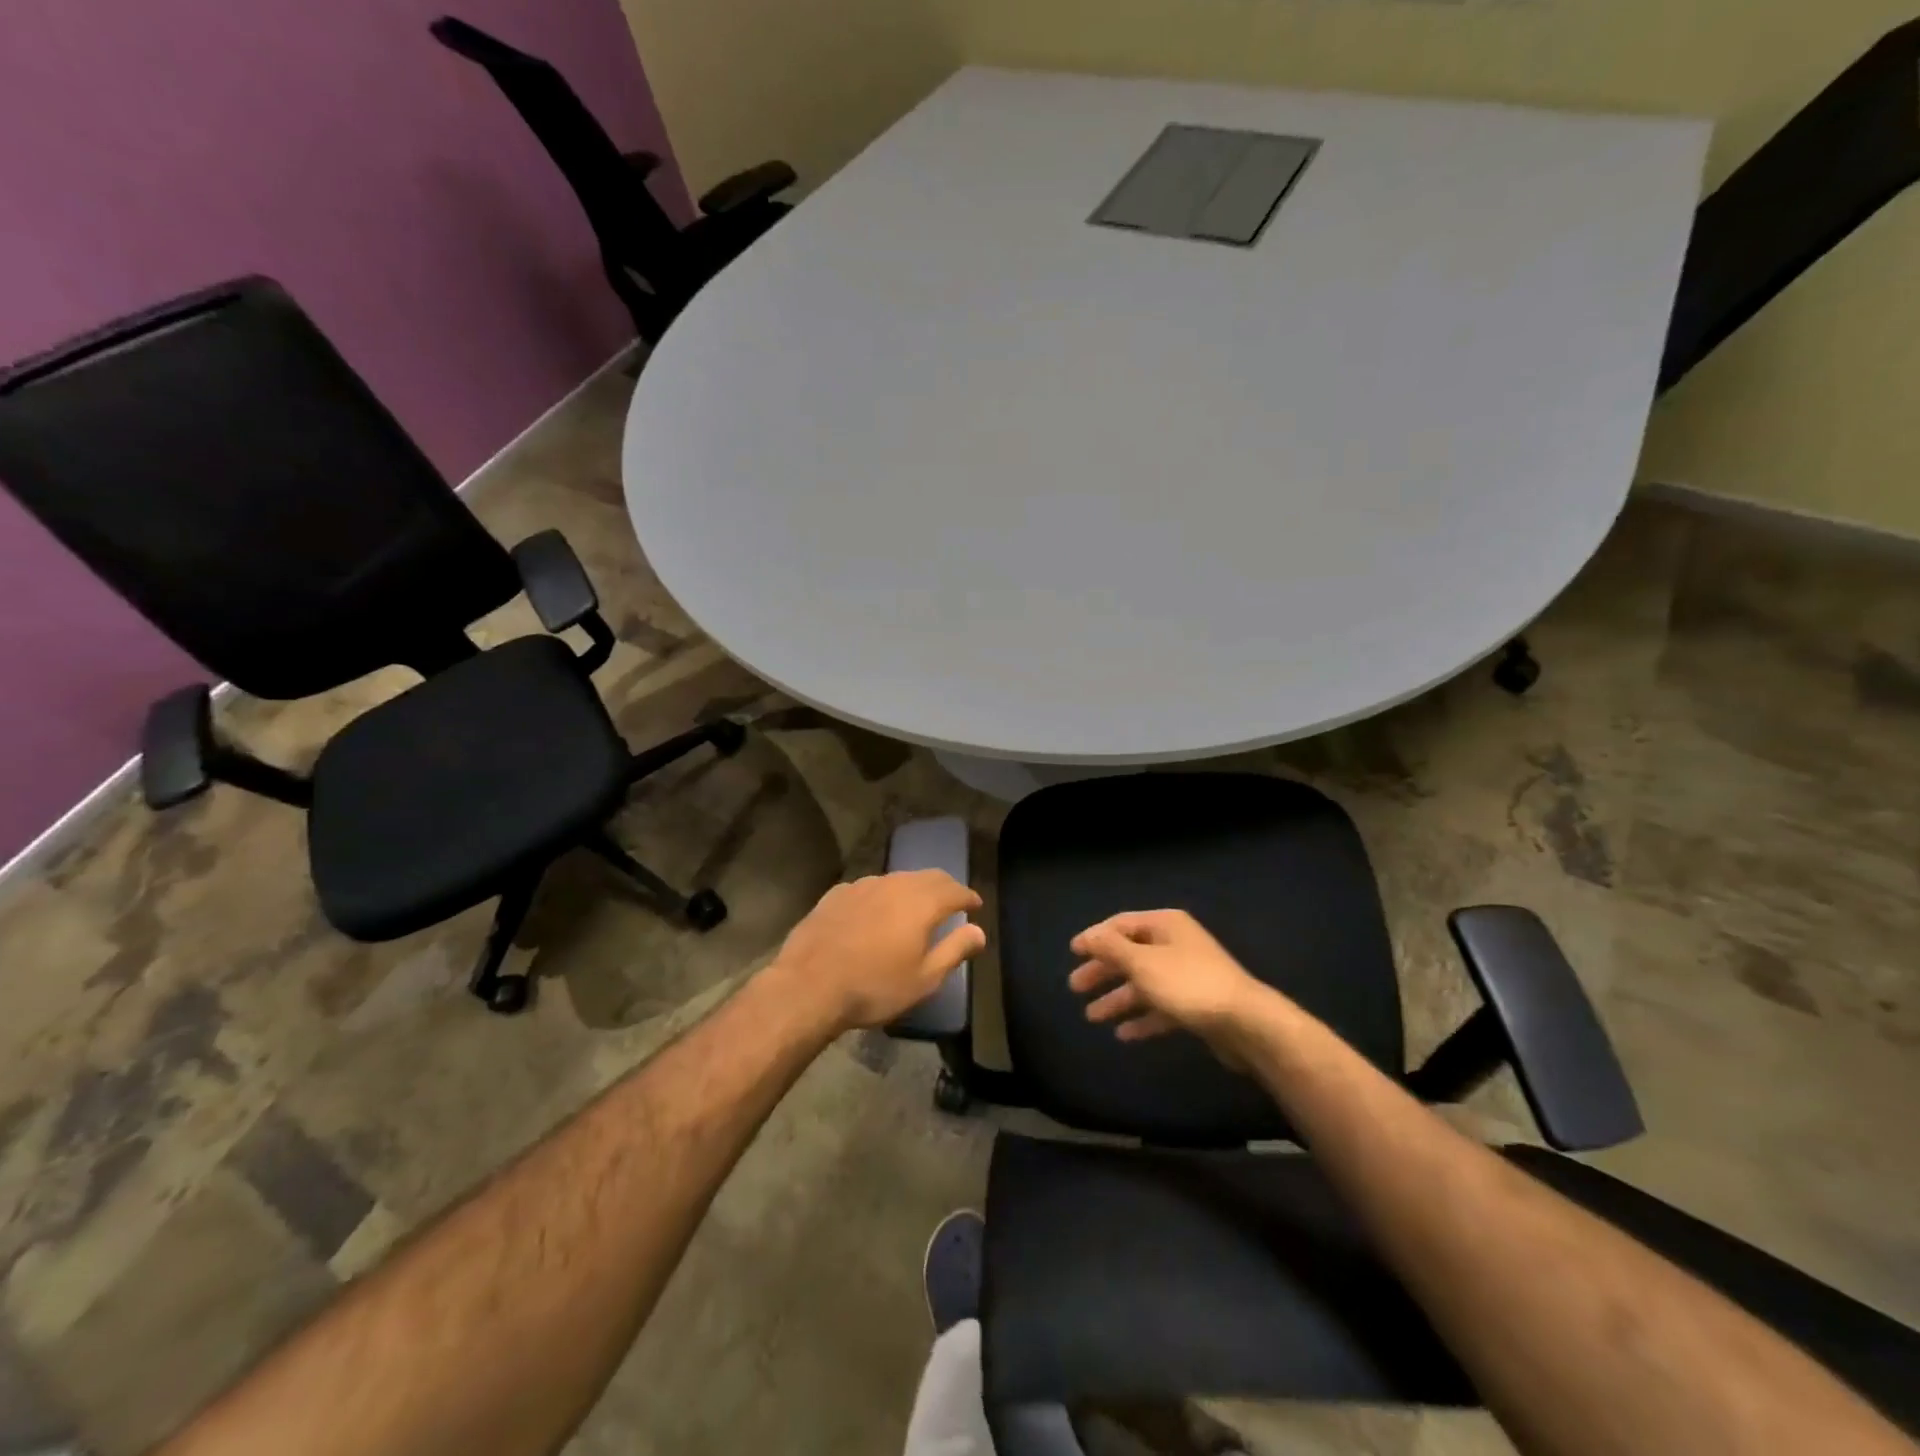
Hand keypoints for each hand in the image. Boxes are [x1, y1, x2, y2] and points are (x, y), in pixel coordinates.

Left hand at [771, 870, 985, 1032]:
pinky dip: (882, 896)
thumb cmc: (874, 987)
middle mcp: (895, 884)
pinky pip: (869, 888)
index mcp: (921, 903)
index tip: (975, 906)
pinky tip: (875, 912)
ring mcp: (862, 885)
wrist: (809, 985)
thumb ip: (955, 950)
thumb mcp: (924, 979)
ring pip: (897, 879)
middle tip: (952, 901)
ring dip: (912, 889)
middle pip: (928, 877)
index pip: (954, 890)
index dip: (968, 897)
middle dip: (944, 887)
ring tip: (914, 907)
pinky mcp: (837, 894)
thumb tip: (979, 932)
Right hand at [1069, 910, 1270, 1056]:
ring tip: (1092, 1016)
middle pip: (1130, 954)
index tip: (1072, 953)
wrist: (1246, 1023)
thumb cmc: (1188, 984)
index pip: (1121, 924)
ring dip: (1118, 998)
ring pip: (1144, 983)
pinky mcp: (1196, 1005)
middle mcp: (1176, 945)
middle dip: (1103, 971)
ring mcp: (1187, 975)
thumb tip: (1088, 936)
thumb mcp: (1142, 963)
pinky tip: (1124, 1034)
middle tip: (1075, 987)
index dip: (1095, 938)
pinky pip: (1160, 1007)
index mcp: (1165, 925)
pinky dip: (1142, 1018)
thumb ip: (1111, 948)